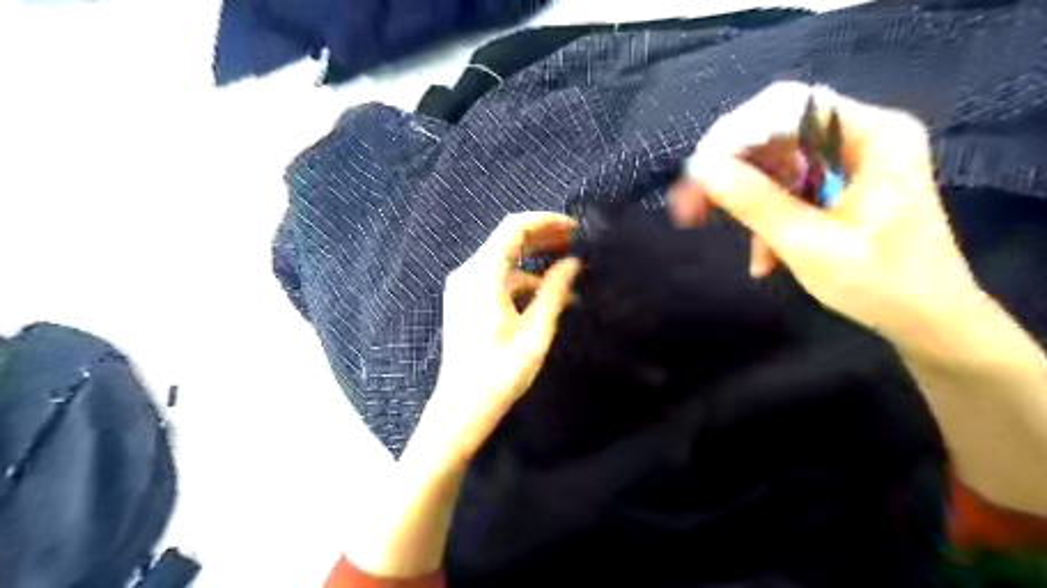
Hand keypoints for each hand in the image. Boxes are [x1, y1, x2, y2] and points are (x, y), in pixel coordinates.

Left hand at [408, 212, 581, 473]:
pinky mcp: (466, 301)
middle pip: (508, 241)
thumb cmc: (500, 372)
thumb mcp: (535, 331)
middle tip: (577, 243)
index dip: (546, 222)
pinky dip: (522, 280)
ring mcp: (464, 287)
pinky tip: (547, 294)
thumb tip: (573, 263)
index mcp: (482, 275)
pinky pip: (497, 279)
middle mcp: (468, 273)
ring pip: (504, 261)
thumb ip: (554, 291)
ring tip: (569, 272)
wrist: (462, 406)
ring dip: (535, 262)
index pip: (514, 228)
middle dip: (543, 238)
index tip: (575, 228)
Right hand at [670, 79, 982, 351]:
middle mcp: (859, 136)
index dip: (734, 136)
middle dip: (727, 170)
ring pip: (771, 163)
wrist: (927, 322)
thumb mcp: (810, 245)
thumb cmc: (882, 285)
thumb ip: (755, 202)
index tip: (697, 175)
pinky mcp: (835, 187)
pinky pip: (783, 189)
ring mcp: (846, 162)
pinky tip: (761, 259)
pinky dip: (762, 219)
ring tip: (702, 225)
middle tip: (686, 204)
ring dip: (739, 199)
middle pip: (774, 134)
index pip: (788, 109)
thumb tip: (700, 169)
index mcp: (872, 135)